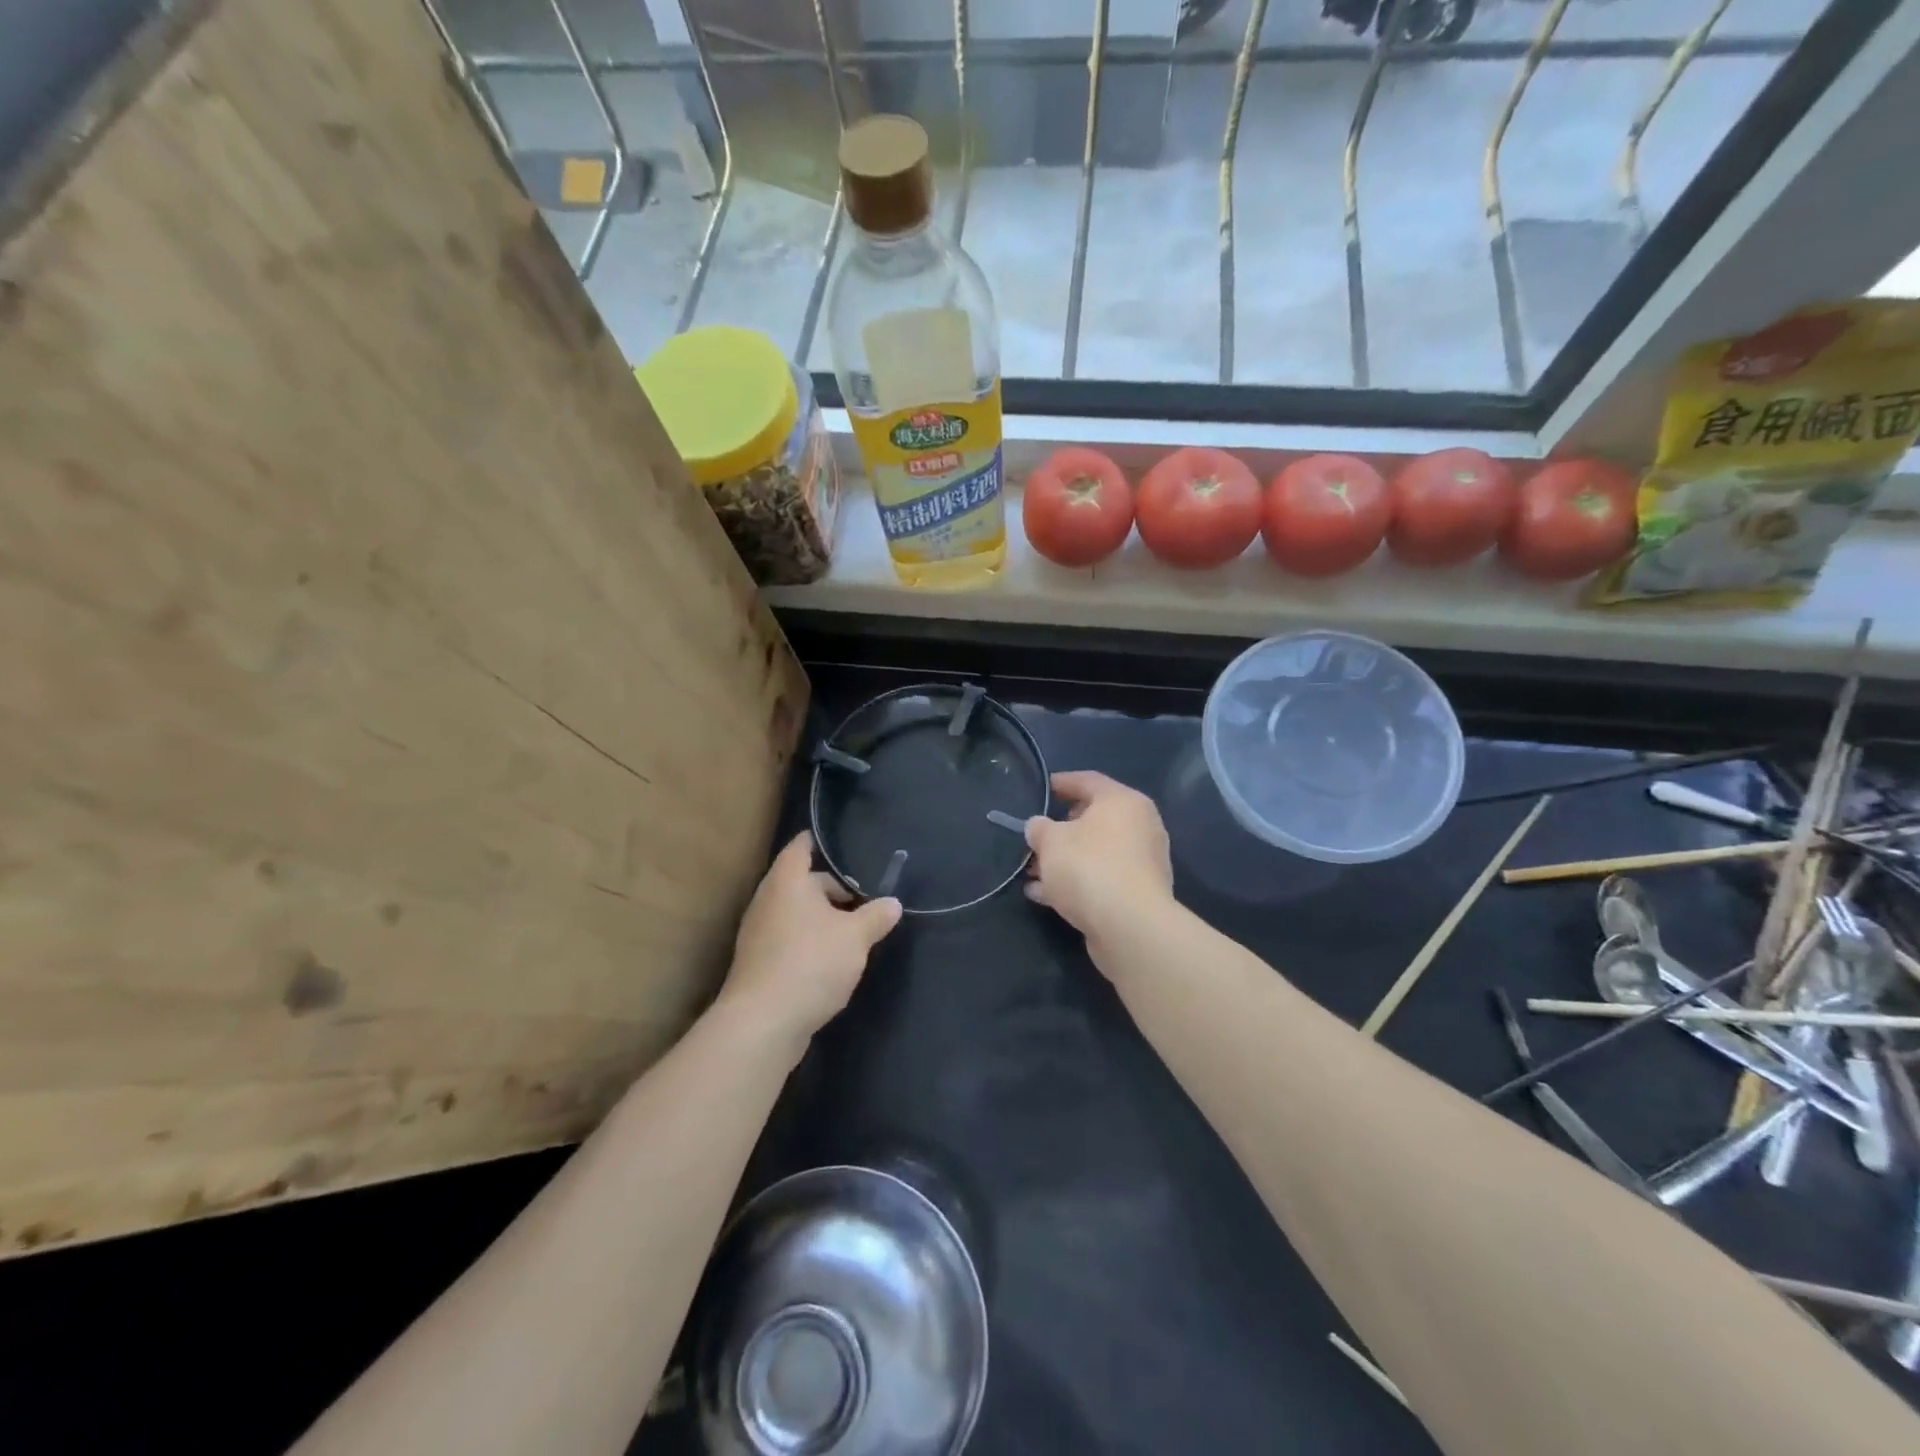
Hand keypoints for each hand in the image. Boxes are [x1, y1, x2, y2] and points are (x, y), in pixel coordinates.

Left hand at [722, 831, 901, 1042]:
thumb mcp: (856, 937)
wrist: (763, 1023)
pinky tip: (831, 959)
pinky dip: (808, 940)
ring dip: (821, 917)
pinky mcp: (759, 963)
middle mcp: (768, 900)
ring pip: (795, 912)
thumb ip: (876, 916)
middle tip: (863, 897)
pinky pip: (788, 938)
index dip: (818, 840)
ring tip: (853, 930)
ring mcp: (758, 933)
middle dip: (831, 887)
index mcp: (788, 882)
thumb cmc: (811, 963)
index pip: (800, 847)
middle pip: (801, 881)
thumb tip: (893, 903)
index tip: (839, 841)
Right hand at [1025, 771, 1173, 943]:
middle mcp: (1139, 826)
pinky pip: (1101, 878)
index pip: (1089, 781)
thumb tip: (1039, 826)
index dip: (1063, 782)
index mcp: (1123, 801)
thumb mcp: (1051, 841)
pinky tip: (1044, 896)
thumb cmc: (1089, 867)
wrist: (1130, 926)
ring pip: (1095, 853)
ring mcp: (1142, 862)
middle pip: (1093, 820)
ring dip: (1064, 861)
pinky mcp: (1138, 893)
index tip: (1044, 788)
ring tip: (1031, 873)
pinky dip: (1076, 882)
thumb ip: (1040, 829)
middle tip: (1036, 838)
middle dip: (1060, 830)